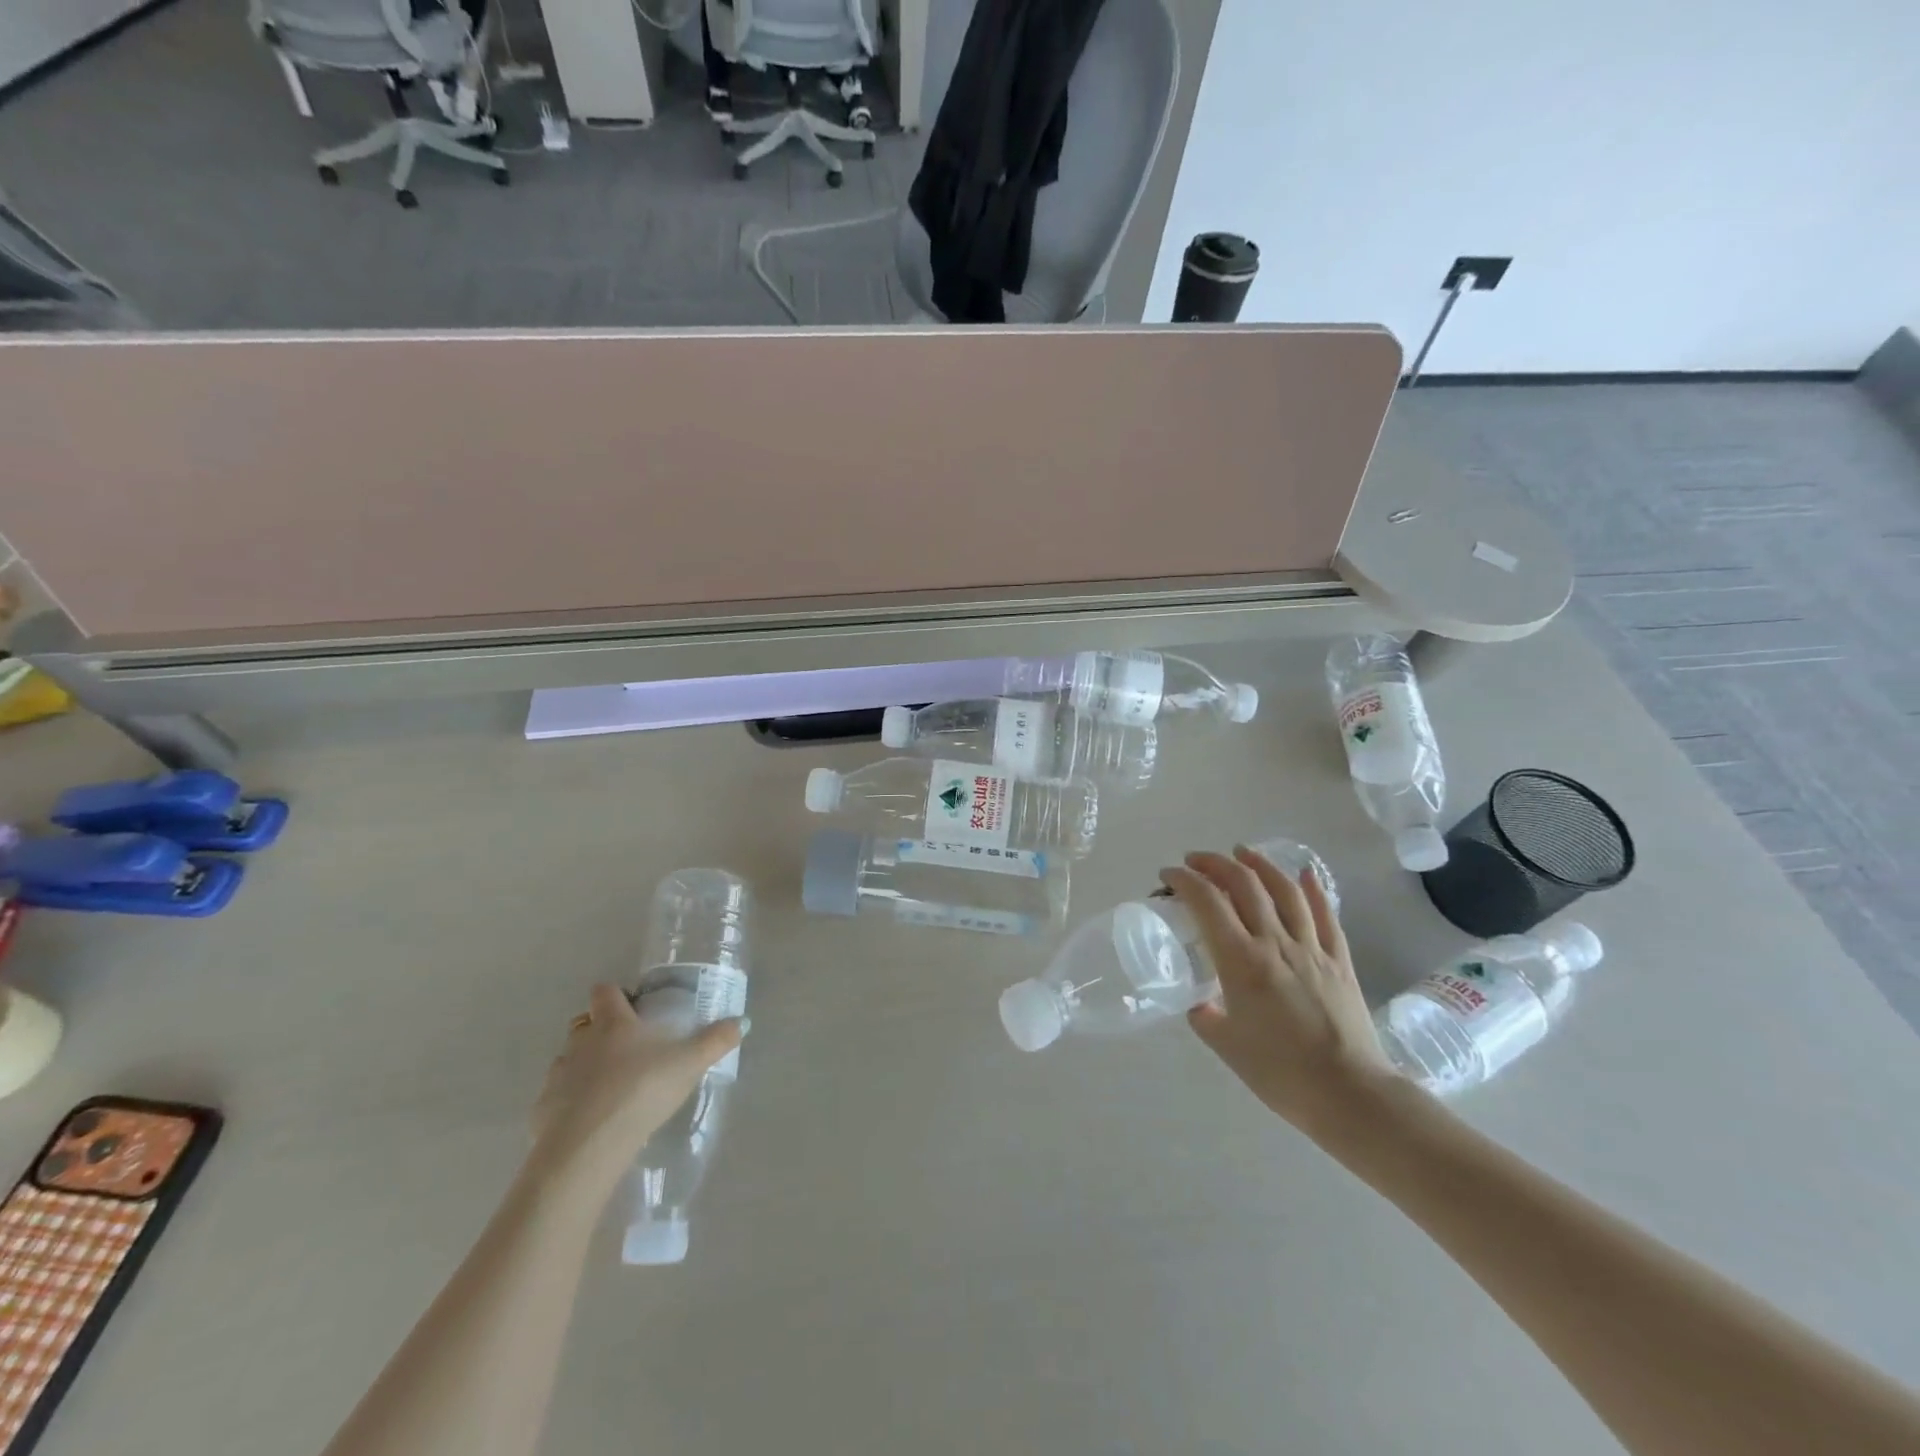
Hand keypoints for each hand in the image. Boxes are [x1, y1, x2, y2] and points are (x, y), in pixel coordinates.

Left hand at [528, 983, 740, 1202]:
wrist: (588, 1147)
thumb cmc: (641, 1090)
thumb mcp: (690, 1063)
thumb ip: (716, 1041)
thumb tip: (742, 1021)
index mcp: (613, 1023)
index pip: (606, 991)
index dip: (616, 994)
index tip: (633, 1006)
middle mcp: (581, 1042)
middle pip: (583, 1023)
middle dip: (599, 1030)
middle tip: (627, 1048)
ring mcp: (558, 1075)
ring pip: (568, 1059)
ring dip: (583, 1066)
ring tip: (609, 1088)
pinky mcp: (542, 1111)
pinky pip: (556, 1098)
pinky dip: (569, 1104)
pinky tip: (590, 1121)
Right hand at [1164, 847, 1398, 1138]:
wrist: (1350, 1094)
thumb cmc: (1280, 1073)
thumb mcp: (1225, 1045)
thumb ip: (1205, 1016)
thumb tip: (1198, 1002)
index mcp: (1241, 961)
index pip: (1207, 902)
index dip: (1184, 880)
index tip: (1168, 876)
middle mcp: (1275, 943)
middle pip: (1244, 884)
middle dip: (1215, 863)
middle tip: (1196, 861)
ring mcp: (1311, 948)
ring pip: (1284, 890)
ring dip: (1259, 864)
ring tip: (1242, 852)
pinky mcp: (1339, 960)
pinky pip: (1326, 914)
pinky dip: (1313, 889)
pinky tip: (1305, 874)